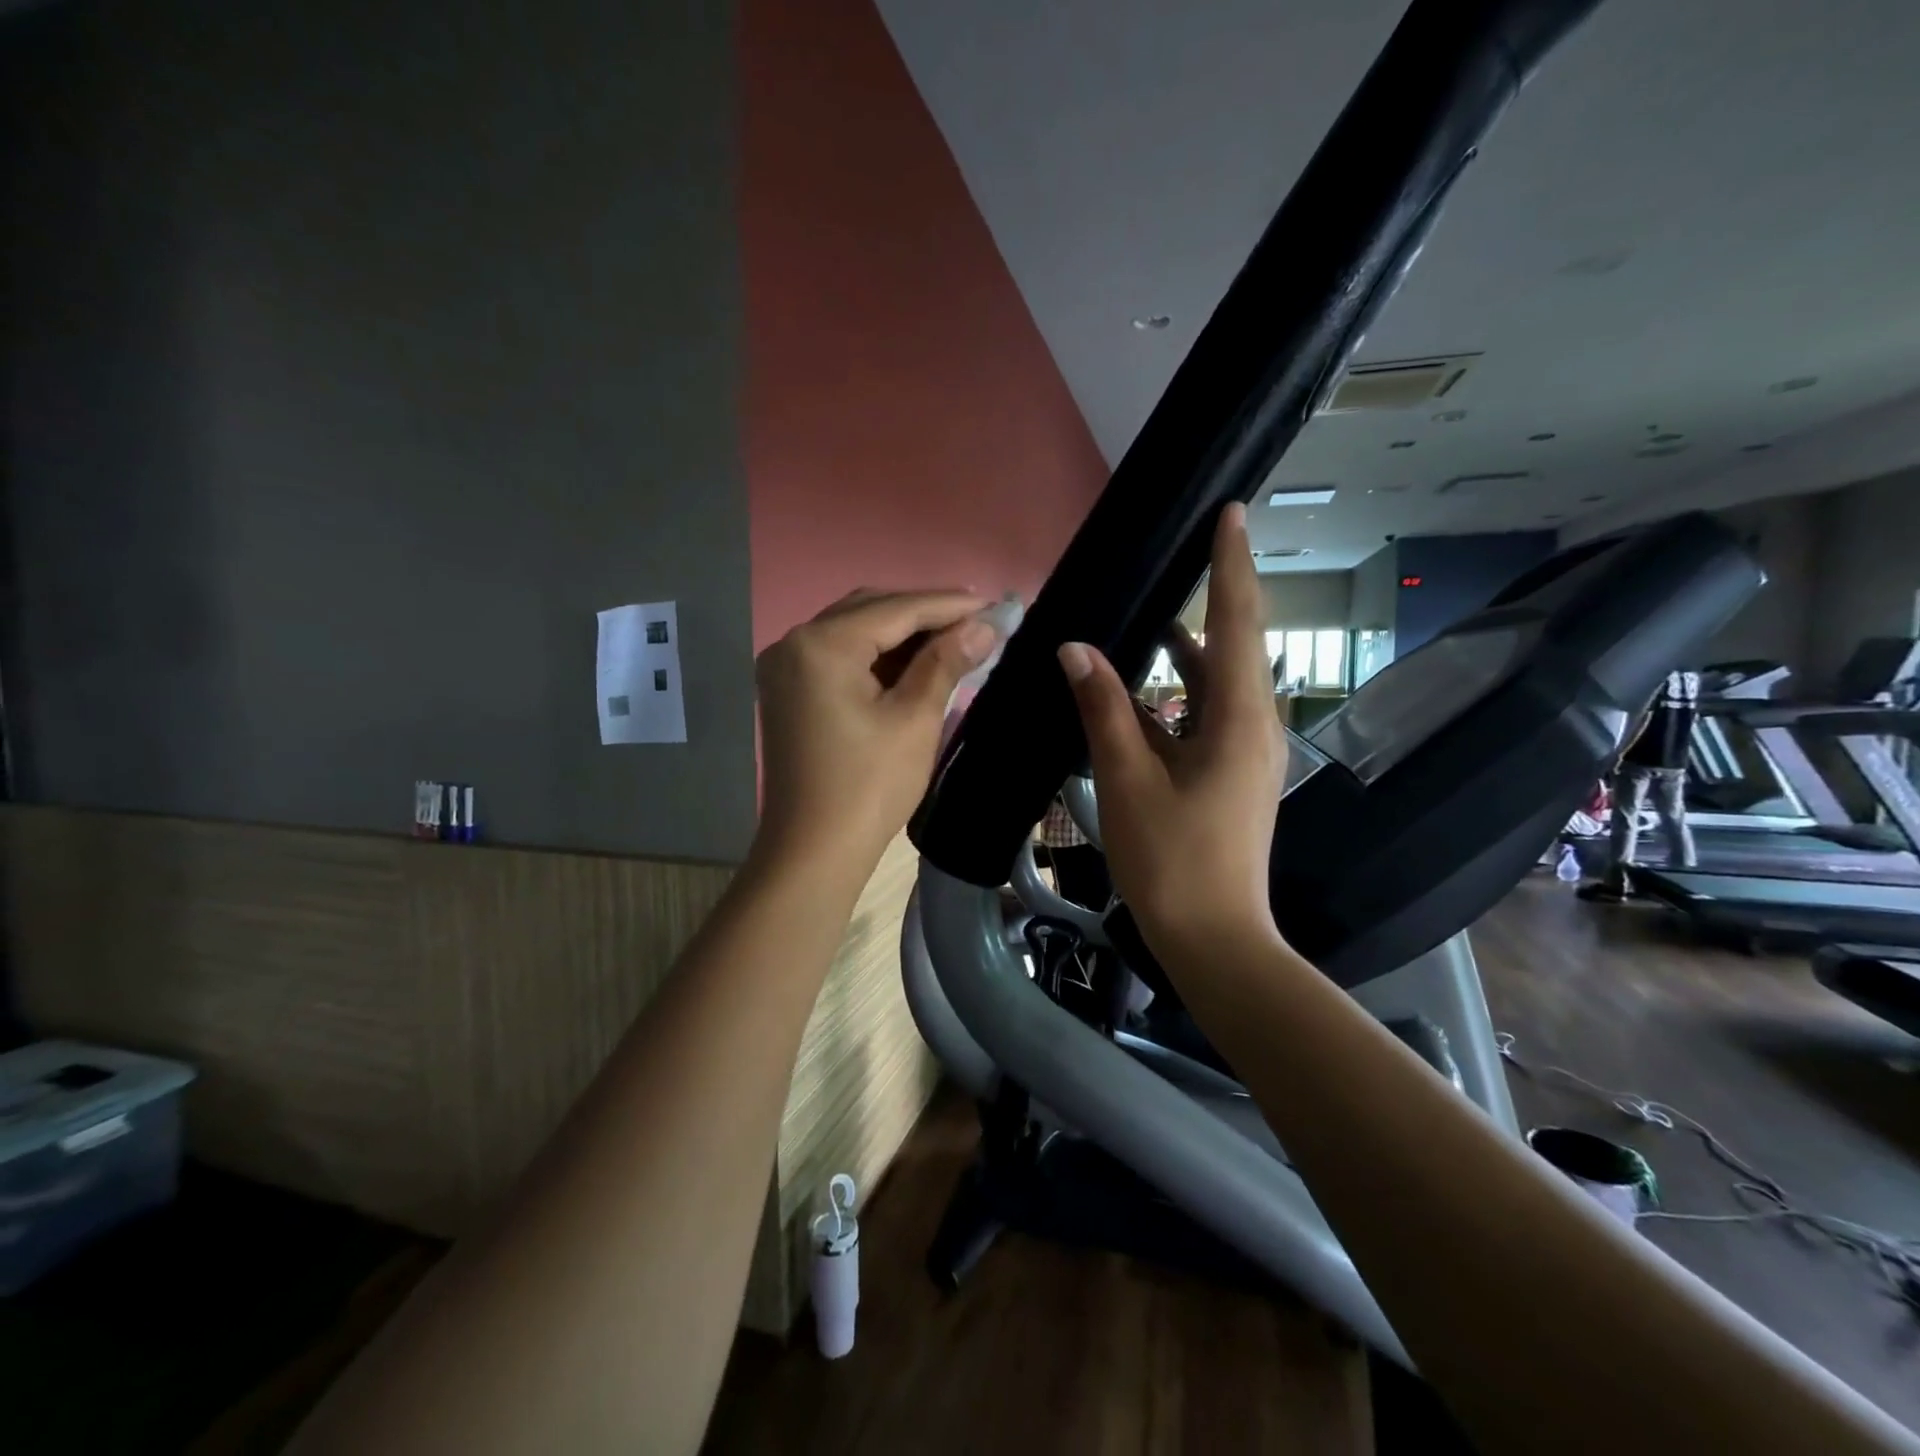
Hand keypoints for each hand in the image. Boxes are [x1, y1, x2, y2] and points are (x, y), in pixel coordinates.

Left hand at [756, 589, 995, 871]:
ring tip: (954, 639)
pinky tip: (914, 663)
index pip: (896, 609)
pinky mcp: (789, 692)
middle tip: (977, 621)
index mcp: (821, 644)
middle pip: (870, 611)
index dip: (949, 605)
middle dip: (924, 614)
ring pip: (854, 632)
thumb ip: (946, 662)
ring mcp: (786, 668)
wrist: (814, 852)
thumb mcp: (915, 719)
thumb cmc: (869, 787)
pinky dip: (877, 656)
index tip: (995, 605)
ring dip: (902, 633)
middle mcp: (794, 643)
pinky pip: (839, 657)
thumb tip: (984, 625)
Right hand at [1056, 503, 1286, 956]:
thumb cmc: (1173, 862)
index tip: (1232, 513)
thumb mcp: (1129, 781)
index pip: (1237, 623)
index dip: (1232, 565)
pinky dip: (1179, 690)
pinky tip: (1144, 685)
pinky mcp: (1231, 773)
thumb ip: (1104, 710)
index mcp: (1239, 721)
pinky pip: (1207, 712)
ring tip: (1155, 609)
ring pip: (1218, 681)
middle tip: (1191, 548)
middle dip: (1216, 594)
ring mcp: (1245, 752)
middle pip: (1235, 644)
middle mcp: (1254, 726)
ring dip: (1189, 646)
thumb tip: (1076, 649)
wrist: (1214, 940)